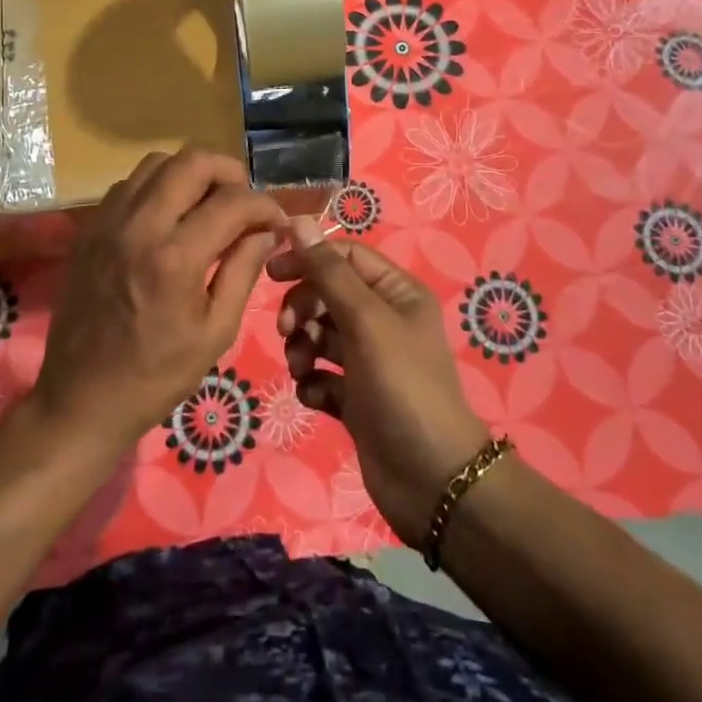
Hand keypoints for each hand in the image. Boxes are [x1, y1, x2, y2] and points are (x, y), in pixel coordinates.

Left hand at [34, 150, 284, 451]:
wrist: (81, 400)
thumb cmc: (157, 376)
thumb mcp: (215, 331)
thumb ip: (244, 270)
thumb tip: (267, 230)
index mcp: (174, 258)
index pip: (232, 202)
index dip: (265, 205)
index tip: (278, 222)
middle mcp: (138, 226)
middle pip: (191, 161)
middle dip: (229, 172)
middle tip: (245, 201)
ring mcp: (107, 223)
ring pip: (156, 163)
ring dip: (191, 174)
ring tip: (209, 203)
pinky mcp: (88, 230)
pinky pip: (128, 185)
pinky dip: (158, 187)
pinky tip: (170, 218)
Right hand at [268, 222, 491, 547]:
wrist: (430, 479)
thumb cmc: (401, 386)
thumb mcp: (365, 321)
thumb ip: (328, 273)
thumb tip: (297, 221)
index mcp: (396, 292)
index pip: (345, 256)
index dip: (308, 258)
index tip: (271, 272)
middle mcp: (383, 320)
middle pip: (327, 295)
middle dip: (303, 310)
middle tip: (288, 332)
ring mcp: (369, 361)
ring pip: (320, 336)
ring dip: (303, 348)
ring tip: (303, 368)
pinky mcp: (356, 398)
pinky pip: (322, 375)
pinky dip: (313, 382)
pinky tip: (316, 397)